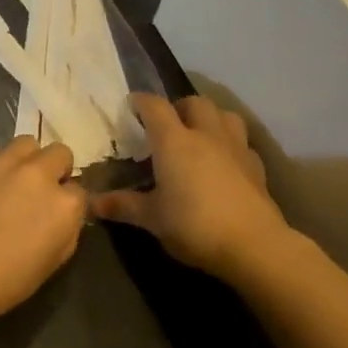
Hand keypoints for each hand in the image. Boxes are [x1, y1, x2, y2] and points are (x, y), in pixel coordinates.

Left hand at [0, 137, 87, 327]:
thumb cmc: (4, 281)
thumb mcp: (51, 263)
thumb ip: (65, 231)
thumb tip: (63, 216)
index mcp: (64, 204)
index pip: (79, 191)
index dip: (68, 203)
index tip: (55, 214)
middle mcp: (38, 174)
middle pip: (59, 153)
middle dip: (54, 169)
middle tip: (38, 192)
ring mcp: (4, 163)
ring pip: (26, 144)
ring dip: (26, 159)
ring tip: (12, 182)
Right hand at [93, 94, 291, 279]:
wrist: (253, 245)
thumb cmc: (194, 225)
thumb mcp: (151, 219)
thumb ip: (122, 206)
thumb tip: (90, 203)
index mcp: (174, 141)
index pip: (155, 106)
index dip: (141, 101)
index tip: (132, 105)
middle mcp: (206, 134)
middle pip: (194, 102)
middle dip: (179, 107)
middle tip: (167, 125)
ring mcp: (235, 147)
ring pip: (224, 114)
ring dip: (210, 118)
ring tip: (199, 135)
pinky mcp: (256, 166)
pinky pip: (241, 142)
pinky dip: (230, 144)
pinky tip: (224, 162)